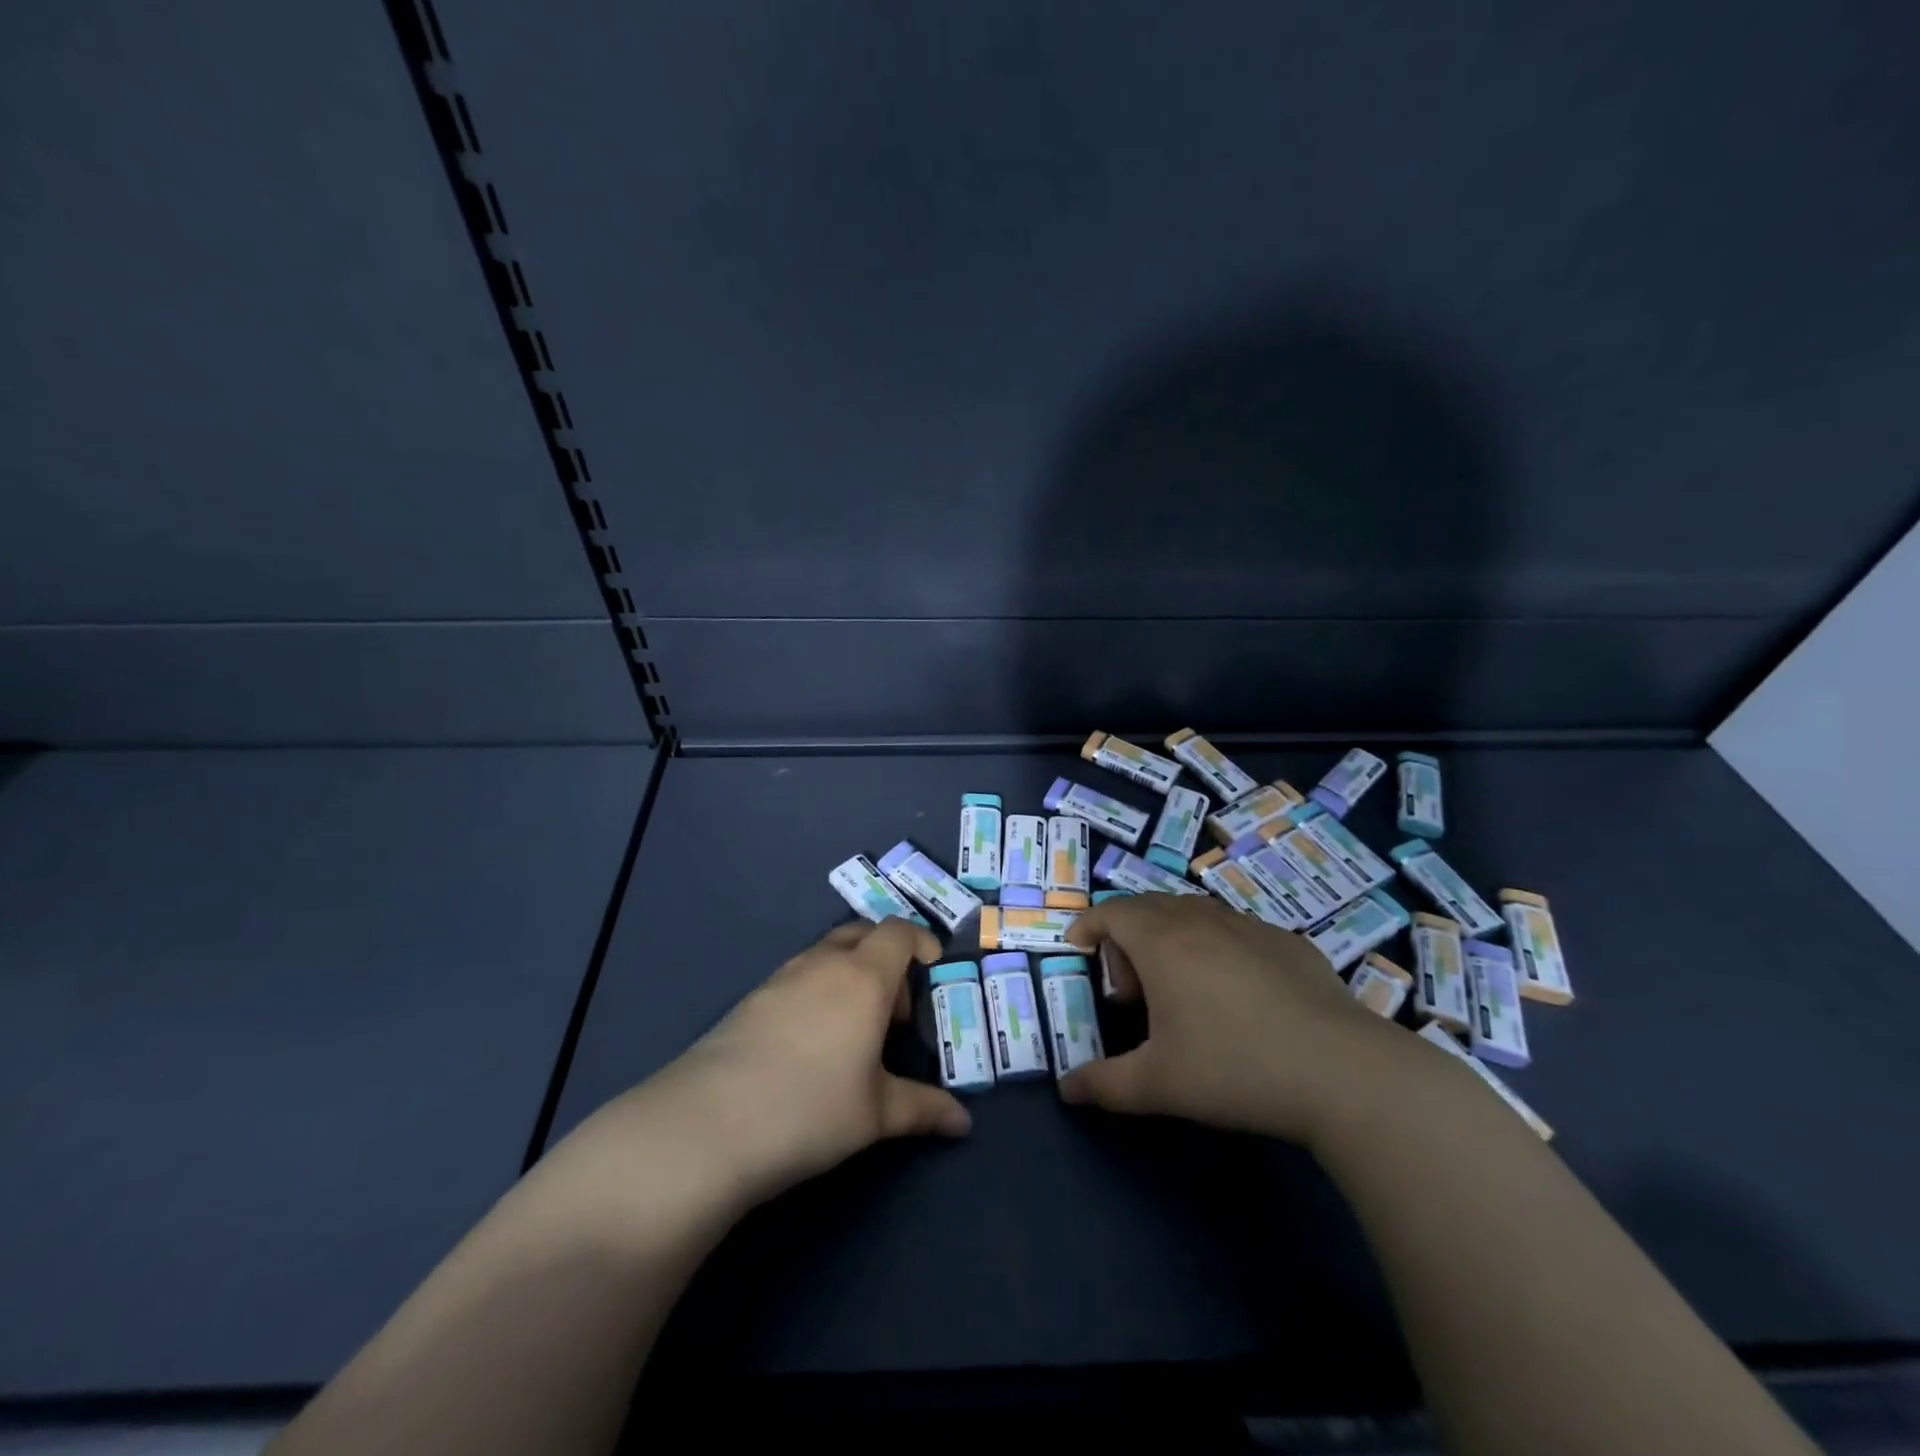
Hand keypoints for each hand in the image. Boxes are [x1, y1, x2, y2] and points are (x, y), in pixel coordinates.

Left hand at [557, 918, 972, 1215]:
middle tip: (895, 1008)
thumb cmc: (810, 1110)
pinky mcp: (750, 999)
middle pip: (862, 932)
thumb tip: (963, 1122)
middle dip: (887, 956)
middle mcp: (823, 964)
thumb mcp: (876, 1114)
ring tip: (855, 1029)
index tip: (933, 970)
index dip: (921, 941)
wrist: (707, 1125)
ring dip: (850, 972)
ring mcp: (781, 978)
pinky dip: (818, 989)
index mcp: (863, 978)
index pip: (899, 932)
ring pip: (826, 953)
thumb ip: (923, 1109)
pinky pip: (798, 975)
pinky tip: (811, 1042)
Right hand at [1061, 892, 1410, 1145]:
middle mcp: (1202, 920)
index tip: (1078, 949)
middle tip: (1131, 990)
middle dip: (1127, 937)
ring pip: (1194, 913)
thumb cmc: (1234, 1068)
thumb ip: (1104, 1084)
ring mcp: (1250, 926)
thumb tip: (1067, 1089)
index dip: (1088, 925)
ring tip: (1180, 989)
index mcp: (1162, 942)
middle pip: (1149, 907)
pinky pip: (1236, 930)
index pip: (1111, 912)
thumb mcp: (1158, 1085)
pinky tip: (1237, 994)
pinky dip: (1216, 946)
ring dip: (1171, 937)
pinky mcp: (1289, 942)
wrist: (1342, 1073)